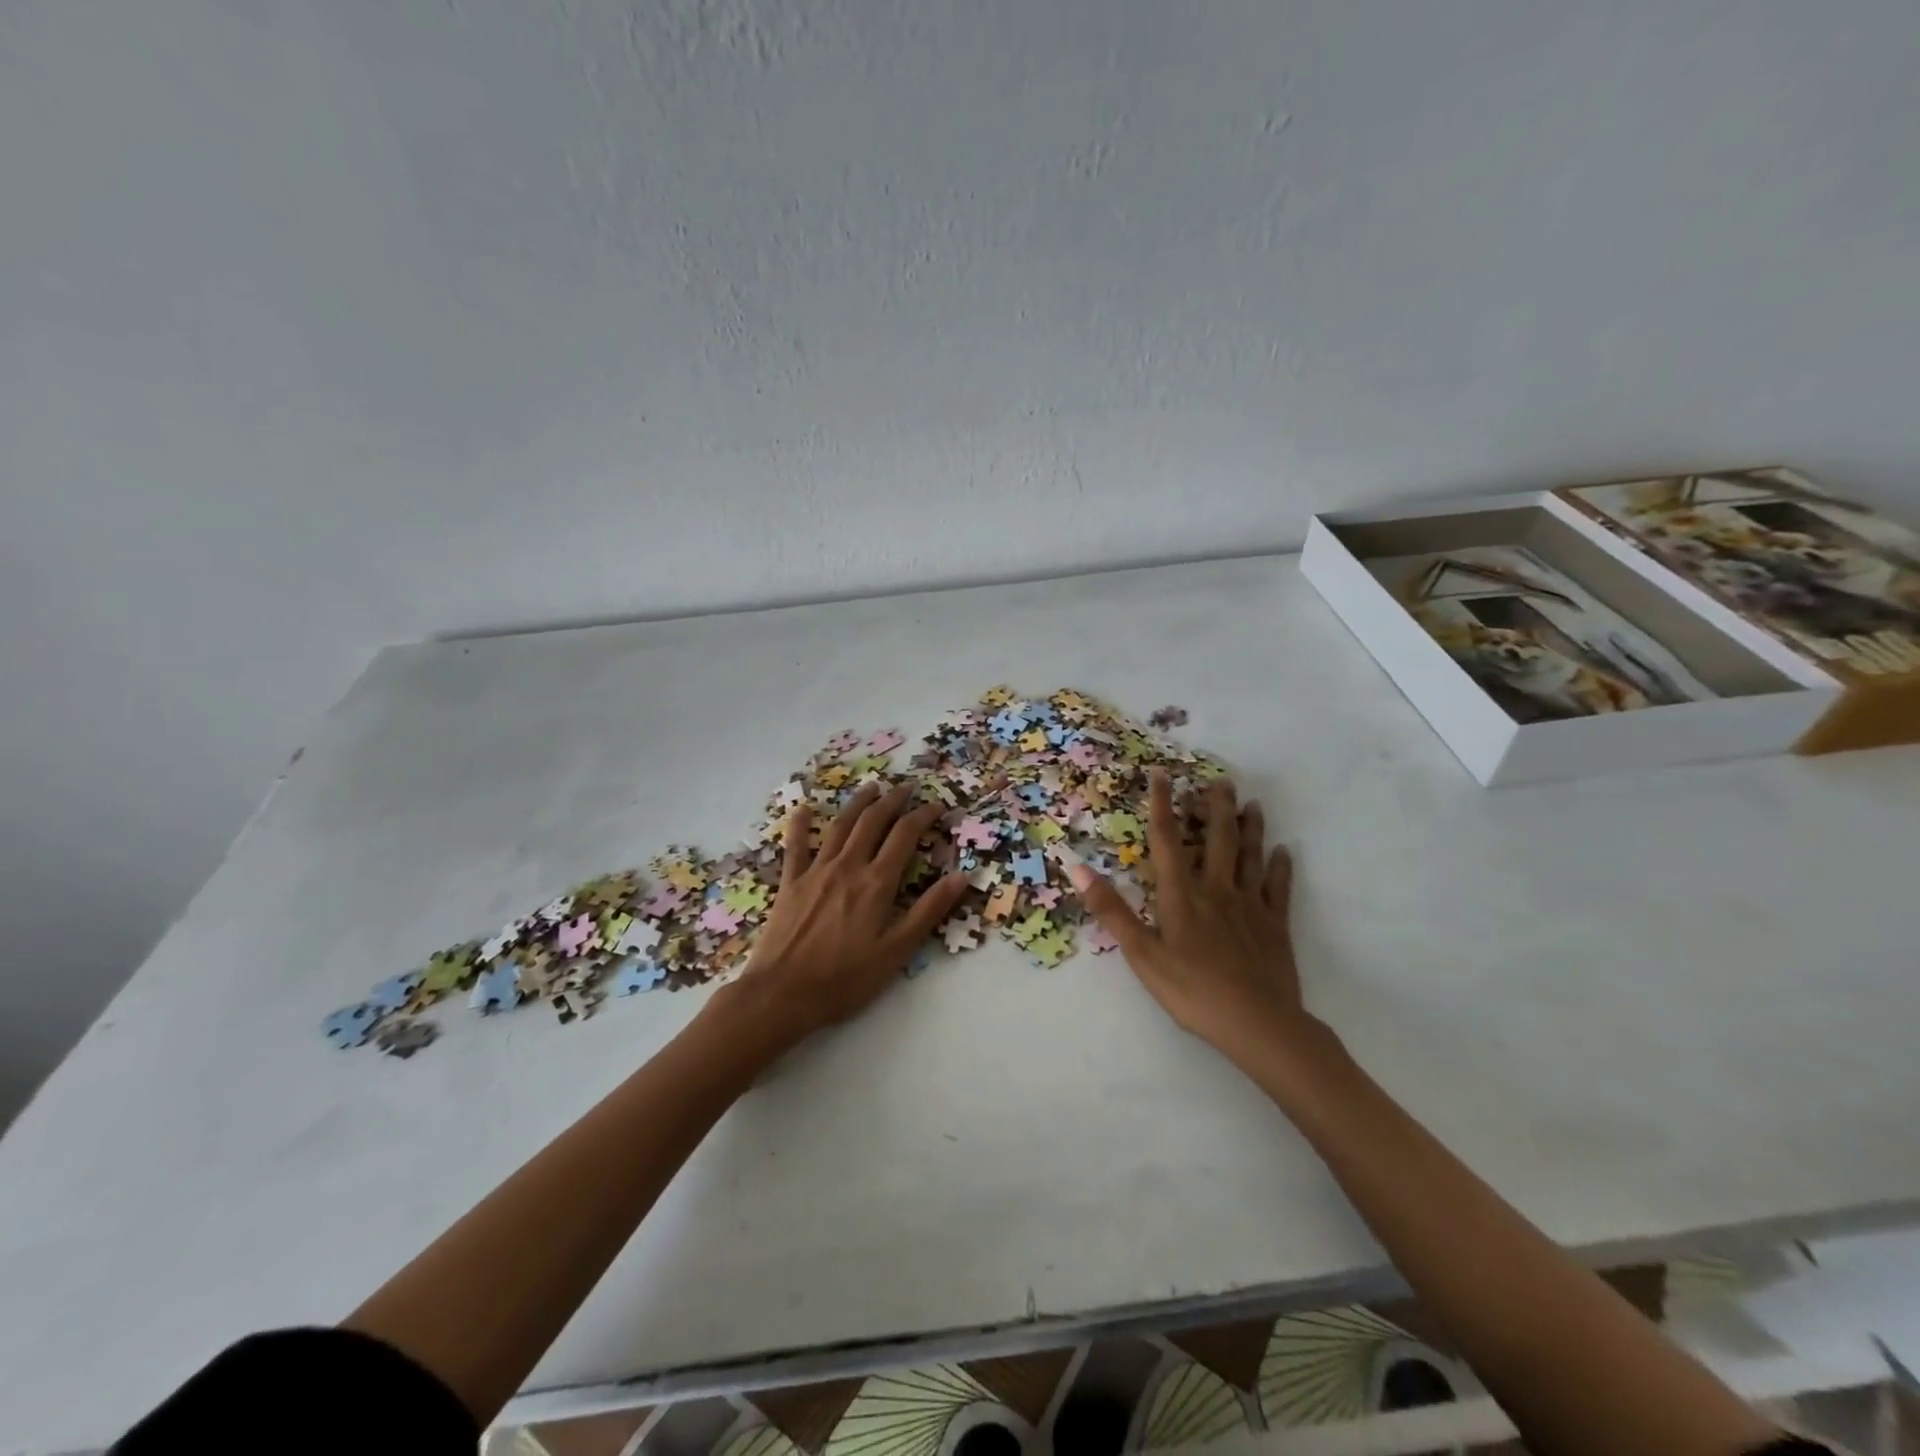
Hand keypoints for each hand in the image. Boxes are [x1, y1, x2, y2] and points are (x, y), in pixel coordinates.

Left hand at [719, 781, 967, 1047]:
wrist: (782, 994)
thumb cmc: (845, 979)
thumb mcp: (897, 951)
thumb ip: (928, 911)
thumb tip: (961, 876)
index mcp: (876, 883)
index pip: (904, 836)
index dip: (922, 816)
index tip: (936, 806)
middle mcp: (848, 867)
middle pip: (873, 822)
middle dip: (893, 800)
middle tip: (907, 786)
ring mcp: (816, 871)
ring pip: (840, 825)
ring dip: (858, 803)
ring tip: (871, 787)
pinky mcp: (790, 883)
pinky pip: (796, 846)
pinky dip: (801, 824)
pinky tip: (803, 808)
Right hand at [1069, 772, 1307, 1062]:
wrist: (1257, 1023)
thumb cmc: (1192, 990)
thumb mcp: (1141, 954)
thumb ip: (1111, 910)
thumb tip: (1078, 867)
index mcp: (1182, 895)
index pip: (1167, 840)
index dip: (1162, 805)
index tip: (1162, 774)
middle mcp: (1217, 889)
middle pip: (1218, 838)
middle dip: (1217, 807)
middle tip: (1221, 780)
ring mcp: (1250, 905)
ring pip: (1250, 856)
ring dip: (1251, 828)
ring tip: (1253, 804)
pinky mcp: (1275, 925)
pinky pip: (1278, 887)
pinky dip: (1281, 867)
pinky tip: (1284, 852)